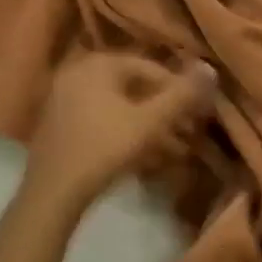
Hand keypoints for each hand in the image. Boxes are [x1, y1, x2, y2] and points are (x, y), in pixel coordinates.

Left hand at [23, 53, 216, 216]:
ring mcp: (65, 98)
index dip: (178, 89)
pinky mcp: (60, 125)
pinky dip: (125, 133)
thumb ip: (180, 97)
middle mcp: (79, 73)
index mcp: (97, 64)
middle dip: (164, 110)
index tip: (200, 112)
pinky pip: (102, 120)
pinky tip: (146, 157)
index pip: (149, 68)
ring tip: (177, 150)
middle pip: (133, 87)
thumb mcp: (148, 123)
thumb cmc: (102, 150)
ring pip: (119, 107)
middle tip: (190, 132)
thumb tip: (211, 68)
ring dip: (149, 126)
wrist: (50, 197)